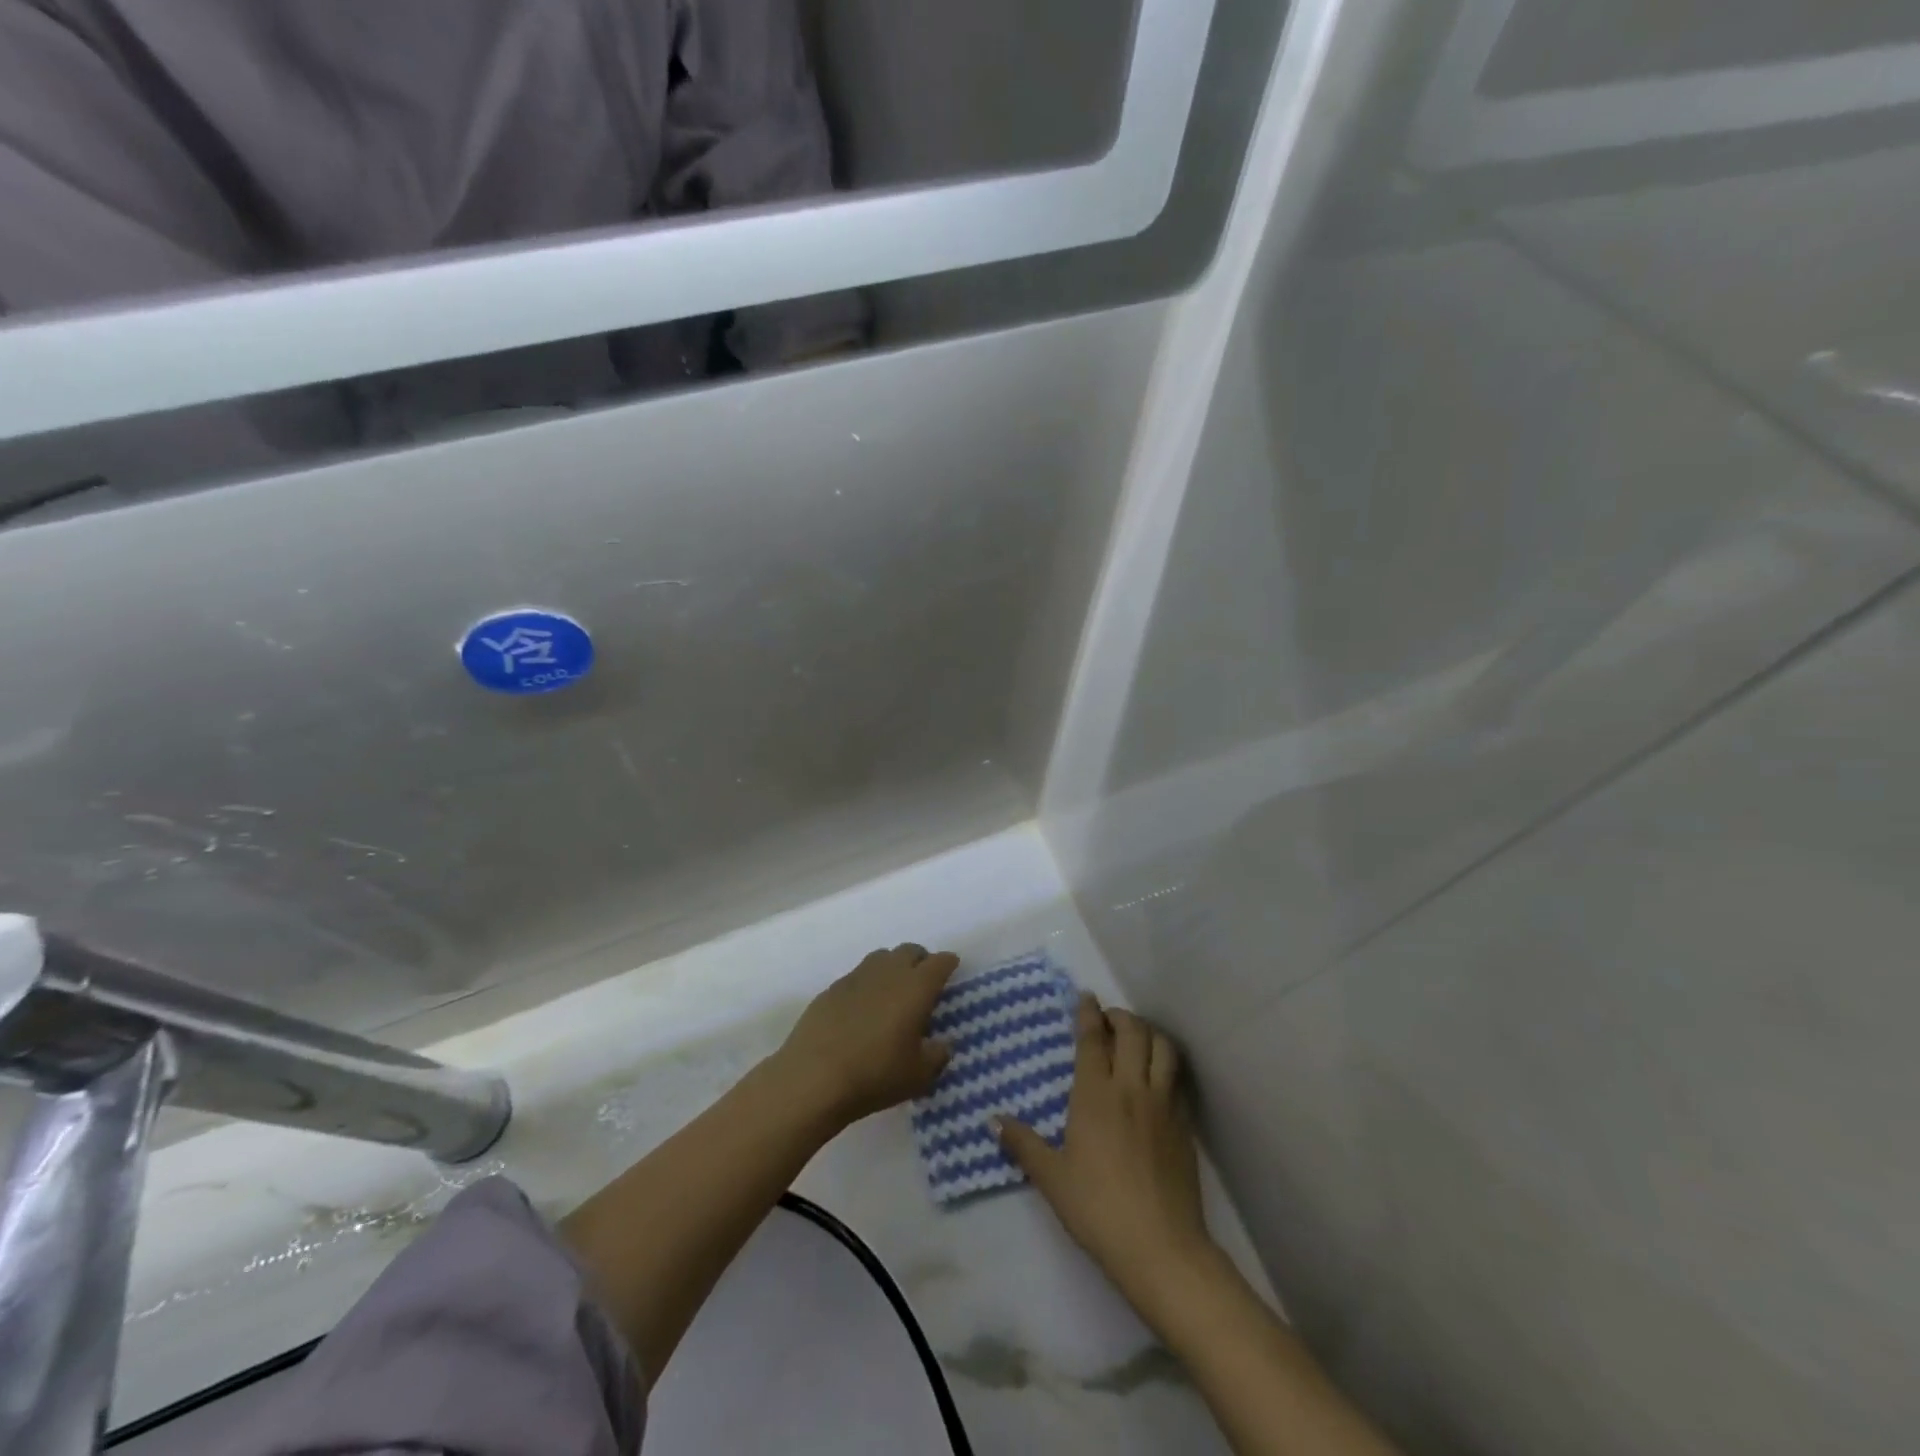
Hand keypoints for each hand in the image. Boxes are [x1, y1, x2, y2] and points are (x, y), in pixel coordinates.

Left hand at [774, 944, 960, 1126]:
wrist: (813, 1077)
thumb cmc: (875, 1074)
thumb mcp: (919, 1075)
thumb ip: (937, 1055)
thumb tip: (941, 1044)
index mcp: (916, 987)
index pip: (940, 962)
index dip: (948, 964)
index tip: (951, 971)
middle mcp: (888, 972)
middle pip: (910, 951)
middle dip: (921, 961)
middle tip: (923, 984)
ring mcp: (856, 977)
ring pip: (881, 957)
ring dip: (892, 967)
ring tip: (893, 993)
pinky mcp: (831, 988)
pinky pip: (857, 976)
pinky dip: (867, 984)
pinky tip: (862, 1009)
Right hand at [996, 995, 1217, 1317]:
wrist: (1161, 1247)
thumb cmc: (1098, 1209)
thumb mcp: (1052, 1178)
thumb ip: (1023, 1144)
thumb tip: (993, 1119)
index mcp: (1095, 1094)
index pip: (1092, 1038)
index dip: (1088, 1012)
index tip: (1085, 996)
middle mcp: (1131, 1087)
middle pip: (1132, 1032)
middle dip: (1120, 1016)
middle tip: (1108, 1018)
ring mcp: (1163, 1104)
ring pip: (1162, 1047)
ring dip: (1149, 1033)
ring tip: (1136, 1038)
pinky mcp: (1184, 1124)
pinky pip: (1177, 1078)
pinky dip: (1166, 1063)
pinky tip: (1157, 1076)